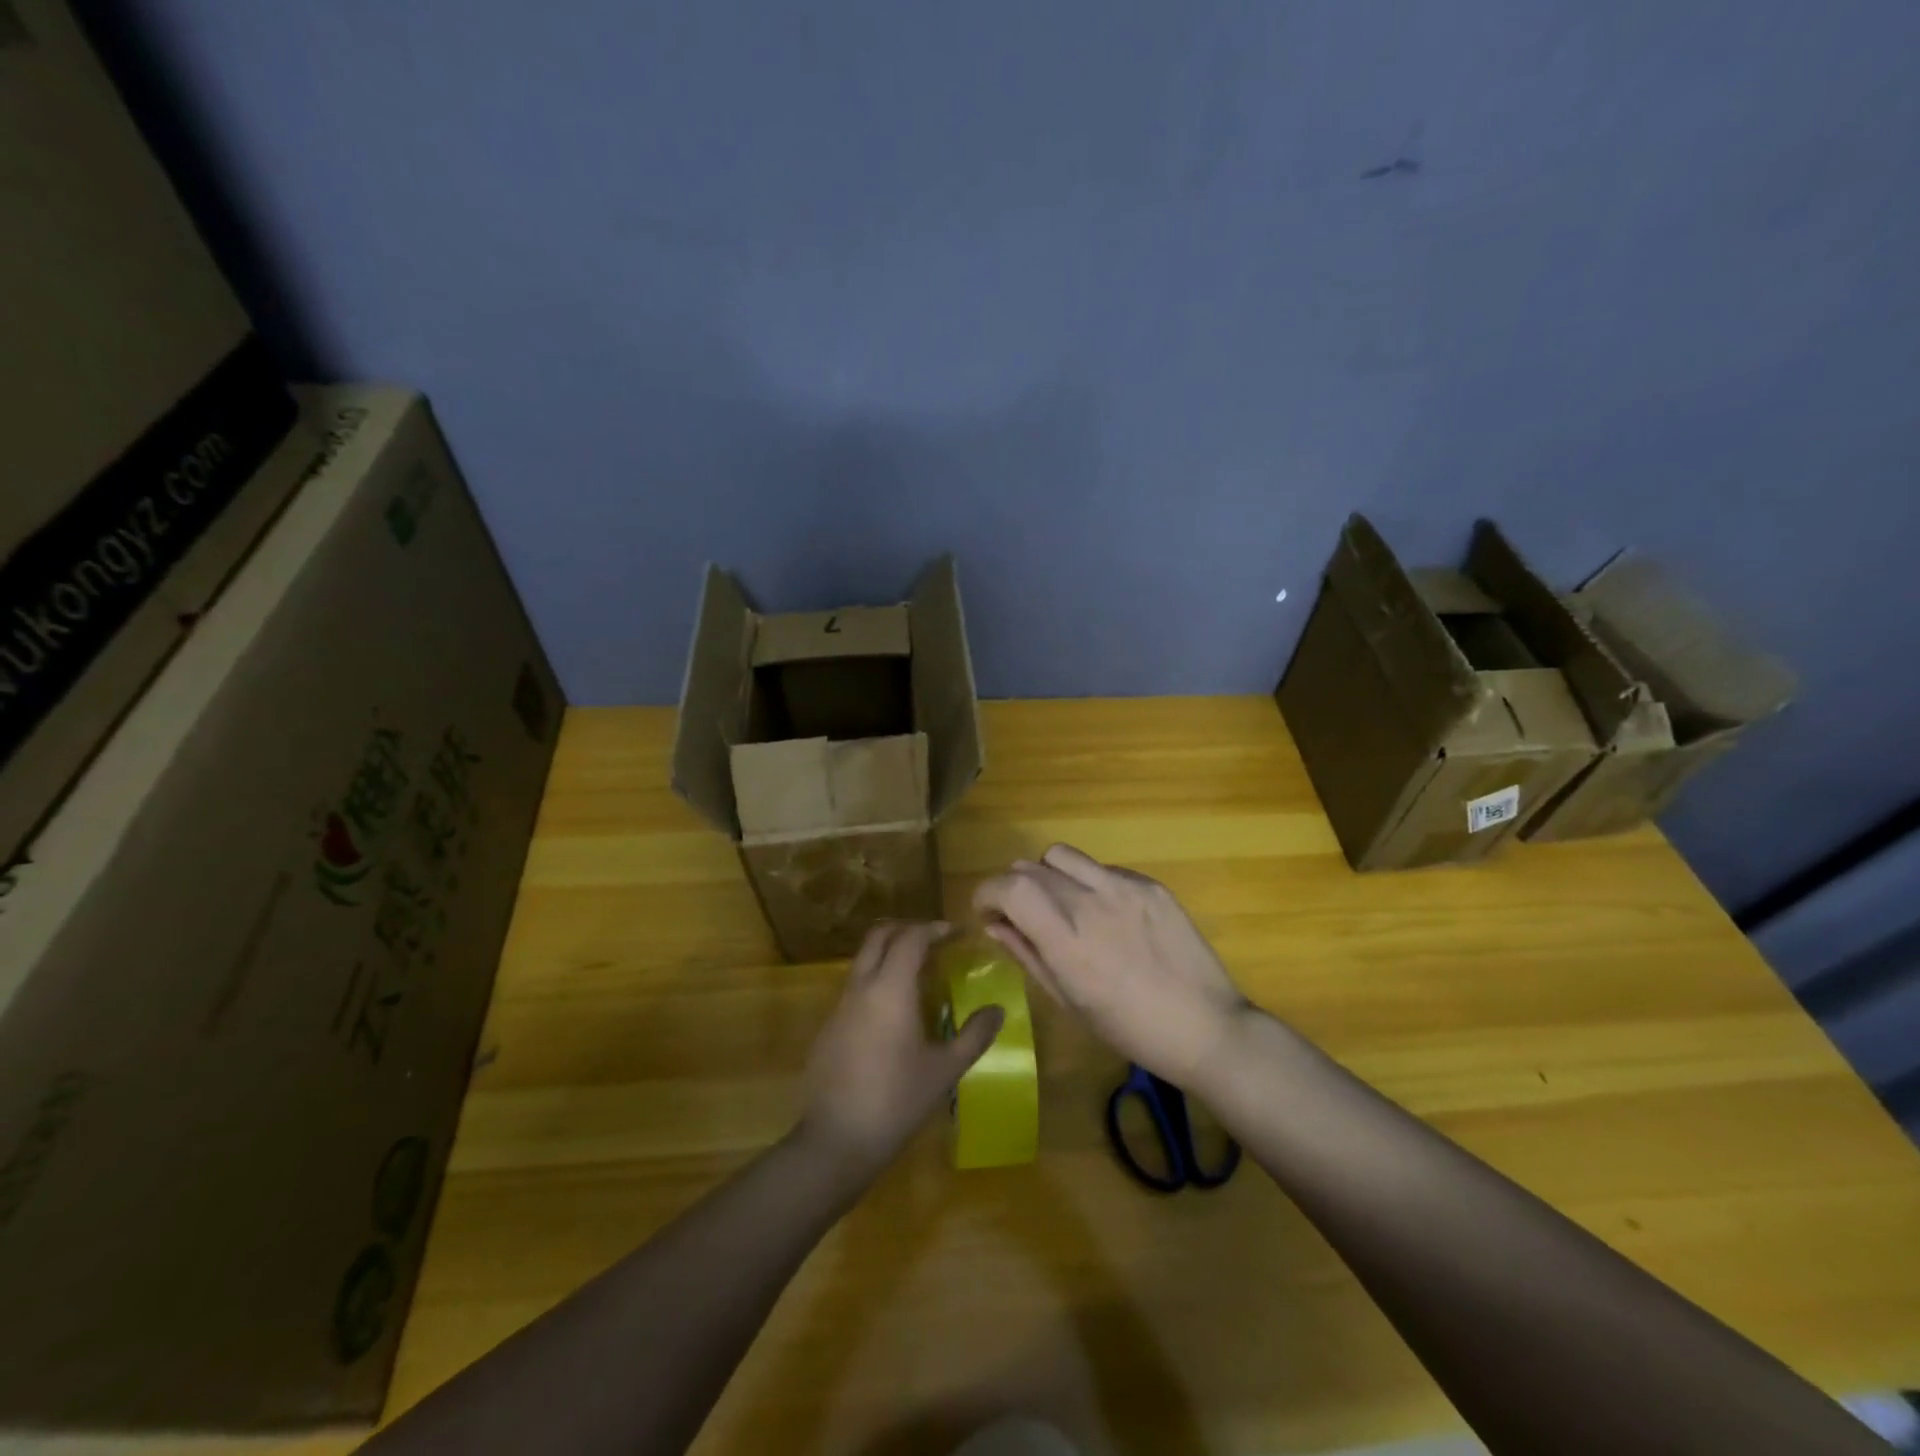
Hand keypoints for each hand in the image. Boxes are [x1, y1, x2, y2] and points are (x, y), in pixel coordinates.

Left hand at [797, 921, 1003, 1181]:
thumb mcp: (945, 1070)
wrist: (837, 1140)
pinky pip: (855, 986)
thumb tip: (998, 1009)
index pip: (911, 937)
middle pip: (880, 936)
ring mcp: (840, 1006)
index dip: (935, 929)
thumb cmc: (897, 1101)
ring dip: (890, 954)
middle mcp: (861, 986)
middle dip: (908, 929)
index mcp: (891, 988)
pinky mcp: (829, 1027)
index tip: (957, 933)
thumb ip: (974, 1035)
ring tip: (920, 974)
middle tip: (936, 942)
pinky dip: (877, 980)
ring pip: (864, 960)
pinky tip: (895, 1012)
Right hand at [973, 844, 1251, 1085]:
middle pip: (1030, 867)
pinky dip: (1087, 882)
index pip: (1009, 886)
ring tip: (1060, 905)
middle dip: (1013, 887)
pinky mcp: (1150, 884)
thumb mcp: (1068, 1001)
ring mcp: (1124, 888)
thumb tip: (994, 925)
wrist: (1206, 1027)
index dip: (987, 893)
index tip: (987, 912)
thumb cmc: (1129, 1029)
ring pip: (1062, 855)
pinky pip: (1101, 868)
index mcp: (1066, 940)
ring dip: (1047, 875)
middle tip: (1021, 914)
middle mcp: (1091, 902)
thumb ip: (1027, 954)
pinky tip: (1105, 914)